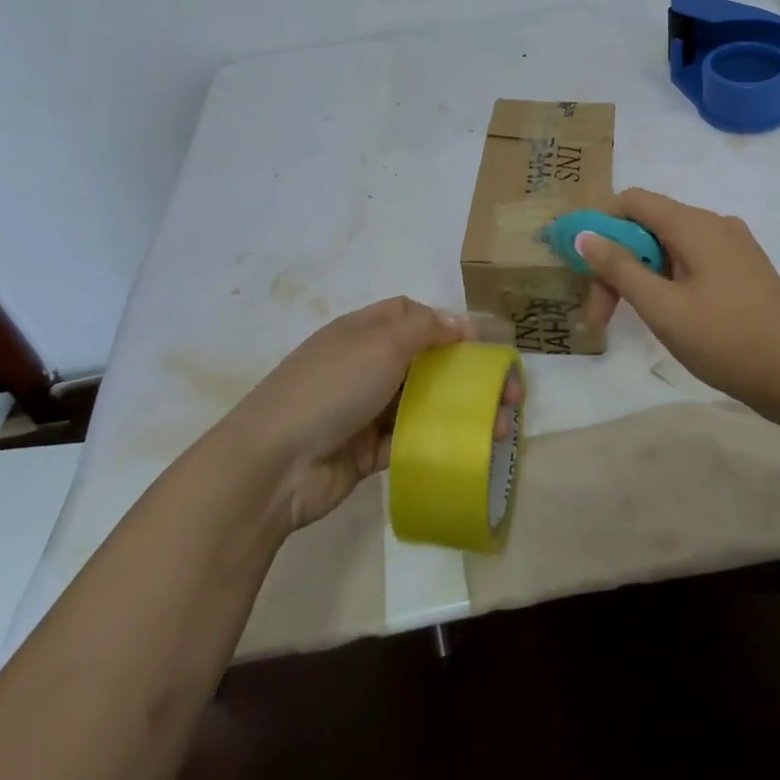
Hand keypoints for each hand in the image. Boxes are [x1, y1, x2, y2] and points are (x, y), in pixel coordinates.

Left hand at [224, 297, 521, 530]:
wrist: (275, 464)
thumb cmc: (332, 387)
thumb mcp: (381, 342)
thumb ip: (425, 328)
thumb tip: (459, 324)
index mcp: (363, 332)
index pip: (409, 315)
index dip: (444, 323)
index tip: (478, 343)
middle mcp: (364, 366)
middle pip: (423, 362)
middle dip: (463, 374)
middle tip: (504, 394)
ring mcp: (364, 410)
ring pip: (421, 404)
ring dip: (459, 412)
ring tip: (499, 428)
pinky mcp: (366, 452)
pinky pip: (409, 441)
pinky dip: (436, 443)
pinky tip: (469, 451)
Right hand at [577, 188, 779, 414]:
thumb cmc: (726, 341)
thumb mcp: (662, 308)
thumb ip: (620, 268)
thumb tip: (585, 235)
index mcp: (694, 224)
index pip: (632, 200)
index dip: (600, 226)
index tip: (584, 269)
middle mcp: (714, 224)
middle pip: (649, 225)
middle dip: (618, 262)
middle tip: (603, 314)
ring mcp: (733, 246)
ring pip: (669, 245)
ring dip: (642, 275)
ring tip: (633, 319)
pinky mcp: (743, 268)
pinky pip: (692, 260)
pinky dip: (668, 279)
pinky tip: (668, 315)